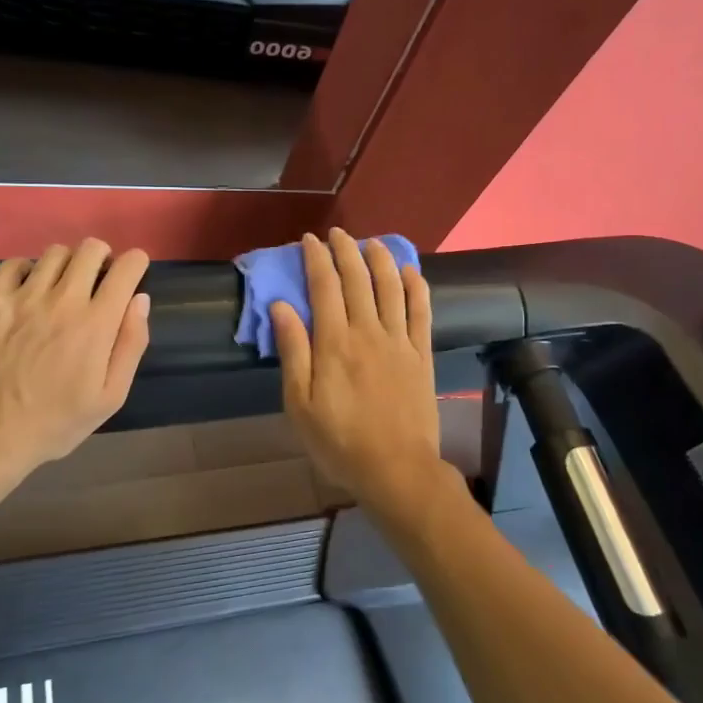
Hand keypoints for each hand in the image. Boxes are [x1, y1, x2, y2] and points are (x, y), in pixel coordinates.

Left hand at [0, 240, 151, 468]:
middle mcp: (63, 299)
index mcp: (97, 322)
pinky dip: (27, 268)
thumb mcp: (111, 396)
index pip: (126, 267)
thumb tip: (140, 300)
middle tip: (98, 279)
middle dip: (102, 257)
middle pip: (90, 249)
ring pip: (54, 253)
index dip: (136, 264)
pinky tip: (28, 287)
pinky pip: (12, 264)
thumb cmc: (57, 421)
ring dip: (67, 263)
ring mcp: (24, 297)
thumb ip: (131, 344)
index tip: (133, 274)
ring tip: (63, 285)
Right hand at [271, 229, 441, 514]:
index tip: (309, 240)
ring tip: (372, 242)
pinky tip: (411, 272)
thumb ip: (293, 351)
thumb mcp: (300, 403)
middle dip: (346, 251)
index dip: (316, 259)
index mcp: (334, 343)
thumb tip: (281, 306)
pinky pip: (422, 312)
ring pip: (391, 288)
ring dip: (381, 259)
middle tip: (337, 233)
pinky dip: (417, 287)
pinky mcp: (421, 355)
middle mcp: (368, 332)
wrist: (396, 469)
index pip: (324, 287)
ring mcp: (399, 341)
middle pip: (358, 279)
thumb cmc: (339, 441)